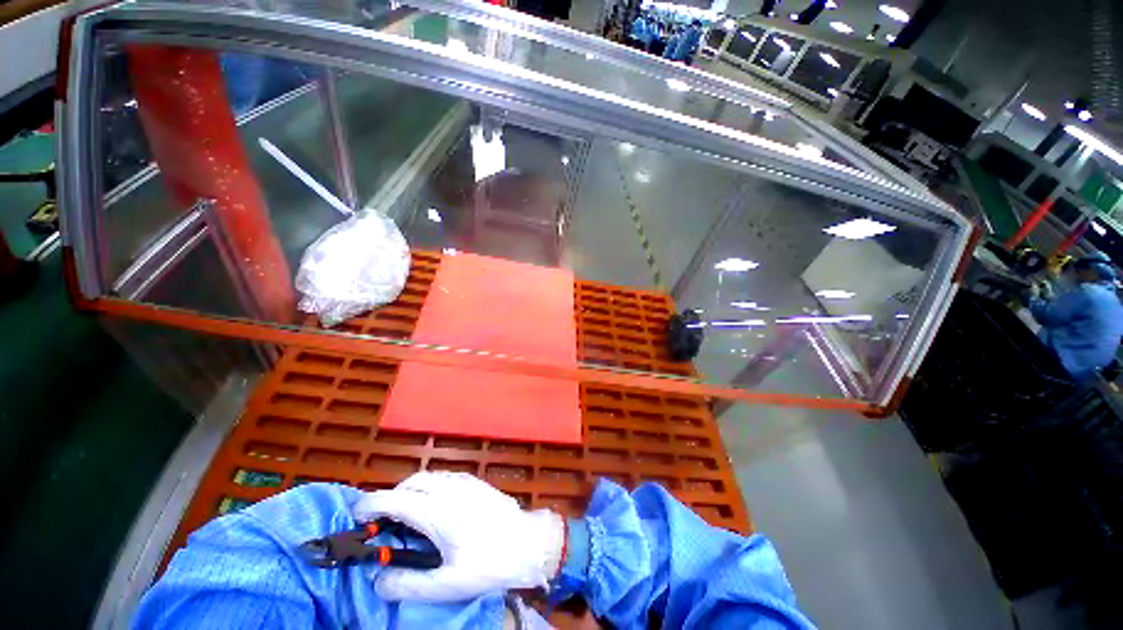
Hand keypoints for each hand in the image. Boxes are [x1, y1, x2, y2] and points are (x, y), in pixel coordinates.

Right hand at [353, 472, 564, 601]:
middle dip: (392, 497)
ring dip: (411, 490)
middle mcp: (450, 489)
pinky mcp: (476, 482)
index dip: (371, 504)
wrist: (528, 542)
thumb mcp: (447, 584)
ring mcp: (465, 481)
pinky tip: (435, 507)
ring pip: (429, 476)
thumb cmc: (489, 563)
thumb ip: (408, 584)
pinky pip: (445, 477)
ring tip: (408, 515)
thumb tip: (378, 580)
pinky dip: (430, 486)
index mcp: (438, 511)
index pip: (395, 499)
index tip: (356, 515)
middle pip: (411, 482)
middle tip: (384, 521)